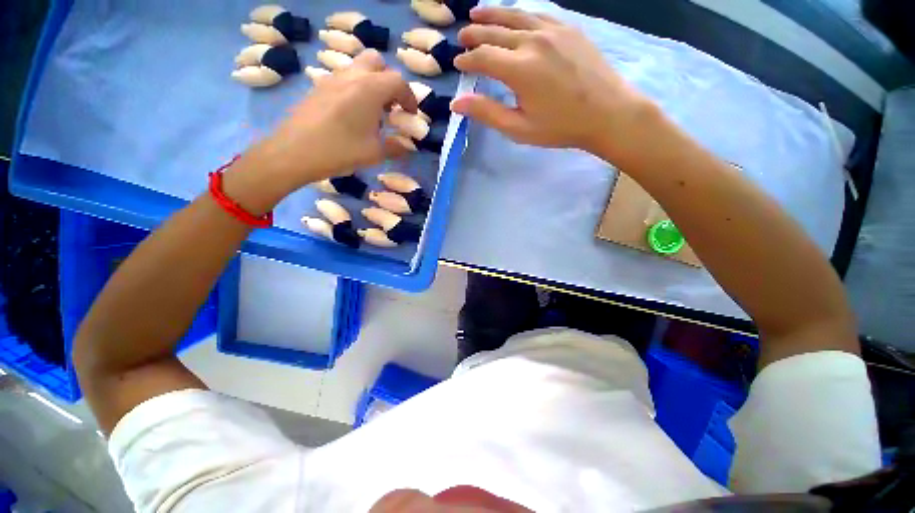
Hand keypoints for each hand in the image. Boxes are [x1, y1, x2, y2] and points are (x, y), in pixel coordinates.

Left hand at [247, 50, 416, 189]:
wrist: (294, 151)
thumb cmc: (340, 150)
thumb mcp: (375, 153)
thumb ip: (395, 147)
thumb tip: (407, 146)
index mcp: (370, 89)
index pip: (398, 81)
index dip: (409, 98)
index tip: (410, 115)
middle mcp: (352, 76)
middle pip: (377, 62)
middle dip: (389, 81)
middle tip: (391, 105)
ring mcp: (332, 78)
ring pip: (358, 68)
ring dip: (372, 84)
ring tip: (373, 112)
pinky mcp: (319, 87)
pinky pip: (344, 79)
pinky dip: (355, 89)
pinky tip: (352, 114)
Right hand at [452, 8, 655, 155]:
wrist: (607, 113)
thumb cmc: (560, 127)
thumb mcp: (519, 128)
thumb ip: (487, 113)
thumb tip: (456, 103)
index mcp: (519, 69)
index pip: (483, 57)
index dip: (467, 60)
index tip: (458, 64)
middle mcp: (533, 42)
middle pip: (495, 32)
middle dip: (475, 34)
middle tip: (462, 37)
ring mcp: (553, 31)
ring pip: (515, 16)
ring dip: (492, 15)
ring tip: (477, 13)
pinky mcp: (569, 29)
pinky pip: (538, 15)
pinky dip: (520, 14)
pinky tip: (514, 17)